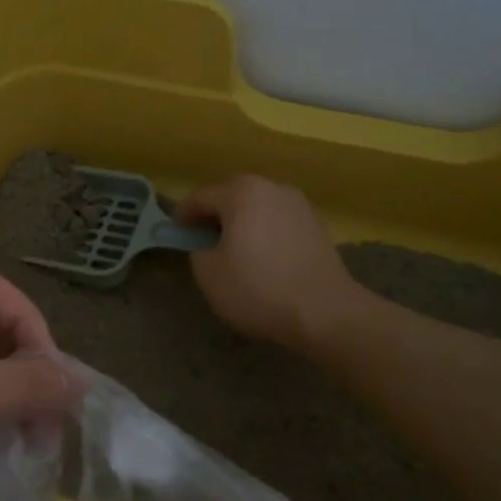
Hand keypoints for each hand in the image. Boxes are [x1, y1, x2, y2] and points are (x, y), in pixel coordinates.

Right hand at [178, 175, 363, 352]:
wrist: (325, 312)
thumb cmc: (258, 288)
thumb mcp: (208, 274)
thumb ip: (198, 251)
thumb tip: (207, 246)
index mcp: (241, 192)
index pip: (200, 197)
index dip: (183, 215)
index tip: (174, 233)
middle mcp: (272, 188)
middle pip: (232, 197)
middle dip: (215, 216)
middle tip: (202, 240)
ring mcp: (299, 205)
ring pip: (259, 209)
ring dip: (243, 224)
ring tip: (234, 250)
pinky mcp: (318, 227)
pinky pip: (279, 224)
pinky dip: (266, 235)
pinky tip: (263, 259)